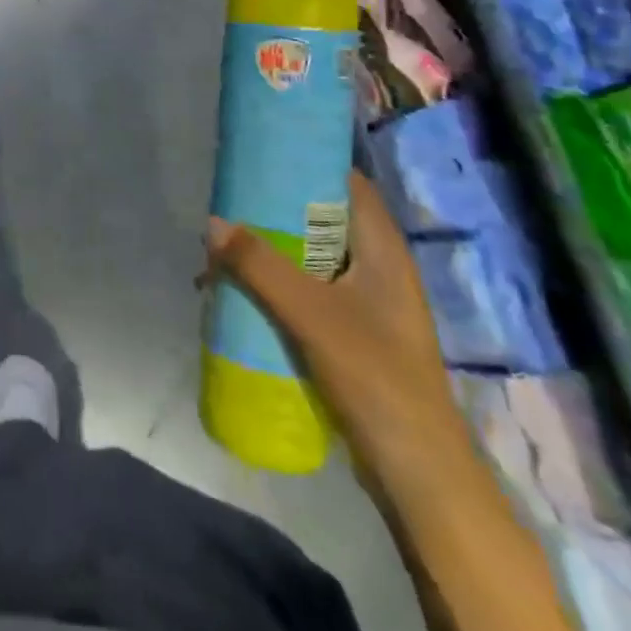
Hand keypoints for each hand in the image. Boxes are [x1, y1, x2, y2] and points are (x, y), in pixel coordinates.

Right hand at [205, 171, 465, 483]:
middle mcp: (377, 266)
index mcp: (383, 249)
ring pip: (311, 257)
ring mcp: (366, 302)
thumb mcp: (312, 314)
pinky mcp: (352, 333)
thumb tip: (212, 222)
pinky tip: (243, 294)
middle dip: (275, 210)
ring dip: (271, 251)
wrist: (418, 474)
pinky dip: (277, 285)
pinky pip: (308, 291)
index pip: (346, 183)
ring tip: (225, 249)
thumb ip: (261, 266)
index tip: (261, 156)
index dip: (307, 163)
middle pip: (322, 219)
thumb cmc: (376, 377)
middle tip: (230, 202)